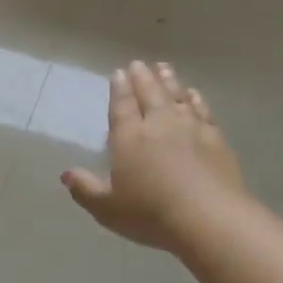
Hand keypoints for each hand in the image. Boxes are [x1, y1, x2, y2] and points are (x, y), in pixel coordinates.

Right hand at [63, 60, 244, 250]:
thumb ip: (85, 189)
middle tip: (139, 63)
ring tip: (163, 68)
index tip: (118, 72)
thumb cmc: (150, 213)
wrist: (209, 218)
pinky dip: (196, 100)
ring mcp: (190, 129)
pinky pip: (203, 111)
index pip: (122, 106)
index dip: (119, 89)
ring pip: (177, 97)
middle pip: (150, 94)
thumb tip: (66, 174)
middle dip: (142, 78)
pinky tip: (194, 95)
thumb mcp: (107, 208)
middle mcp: (159, 124)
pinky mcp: (216, 139)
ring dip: (169, 81)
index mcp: (129, 137)